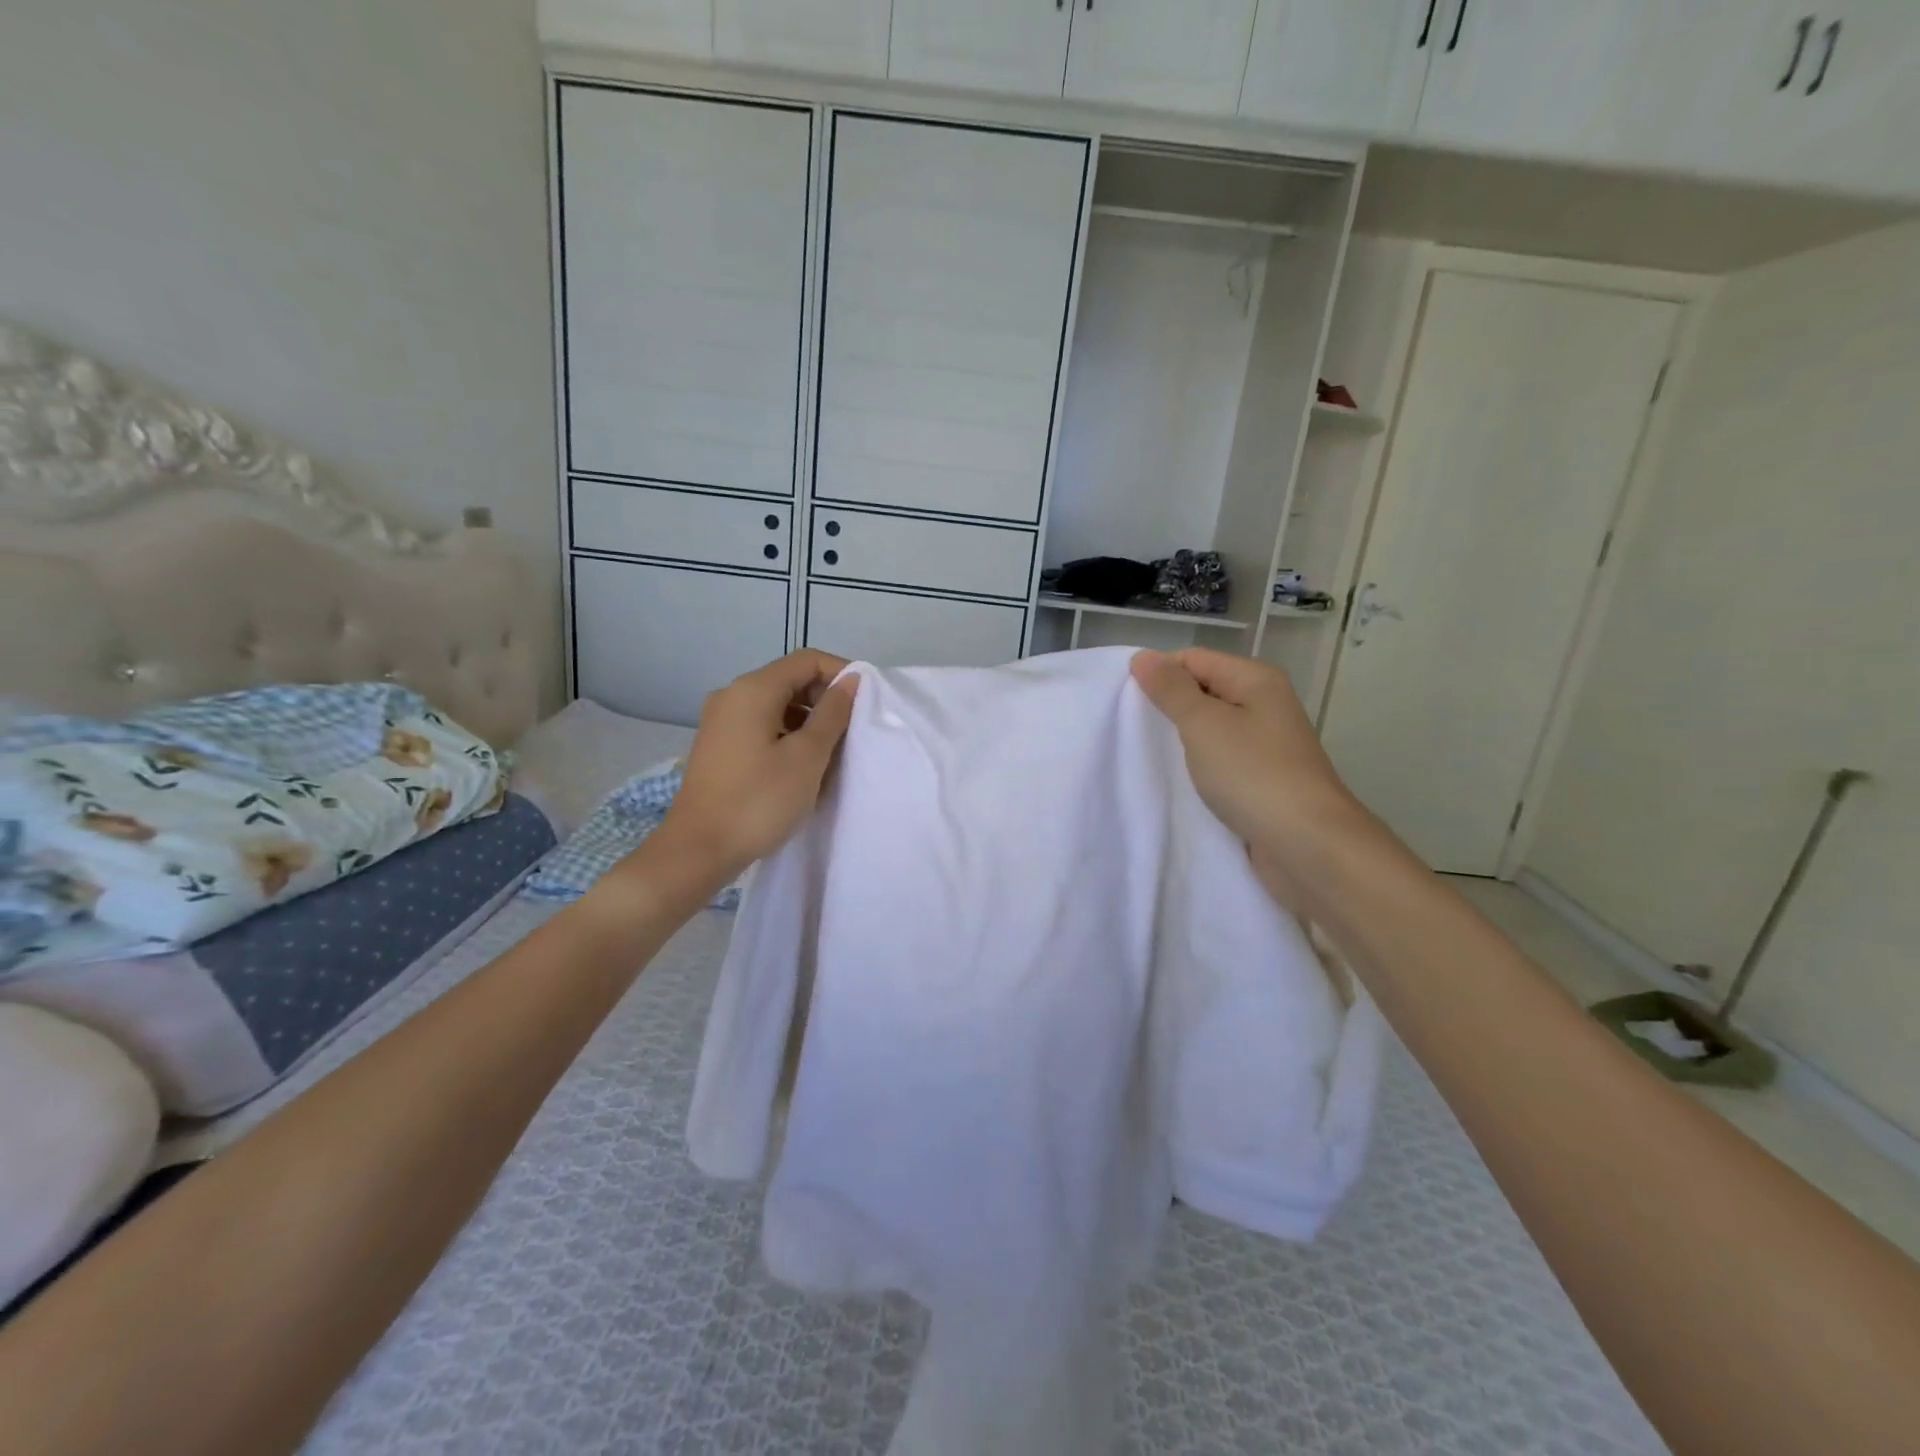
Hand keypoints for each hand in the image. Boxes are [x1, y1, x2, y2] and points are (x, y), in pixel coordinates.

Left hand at [657, 650, 858, 885]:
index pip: (807, 660)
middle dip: (826, 699)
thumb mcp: (807, 756)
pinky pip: (762, 725)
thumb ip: (833, 714)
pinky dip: (787, 735)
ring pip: (777, 705)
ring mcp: (721, 720)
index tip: (866, 703)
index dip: (842, 674)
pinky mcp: (719, 745)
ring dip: (809, 721)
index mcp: (753, 689)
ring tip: (831, 753)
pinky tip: (802, 766)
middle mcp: (732, 695)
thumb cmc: (759, 800)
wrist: (699, 849)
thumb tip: (851, 681)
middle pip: (790, 679)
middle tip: (851, 732)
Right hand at [1130, 648, 1368, 900]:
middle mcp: (1265, 703)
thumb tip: (1142, 656)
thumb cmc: (1253, 775)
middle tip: (1135, 731)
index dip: (1159, 676)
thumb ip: (1171, 690)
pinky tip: (1181, 780)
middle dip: (1169, 707)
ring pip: (1211, 727)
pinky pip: (1222, 758)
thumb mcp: (1203, 725)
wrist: (1307, 845)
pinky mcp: (1263, 777)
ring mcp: (1267, 742)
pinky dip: (1201, 765)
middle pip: (1203, 690)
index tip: (1128, 705)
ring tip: (1152, 756)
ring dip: (1183, 740)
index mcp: (1256, 679)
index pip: (1193, 659)